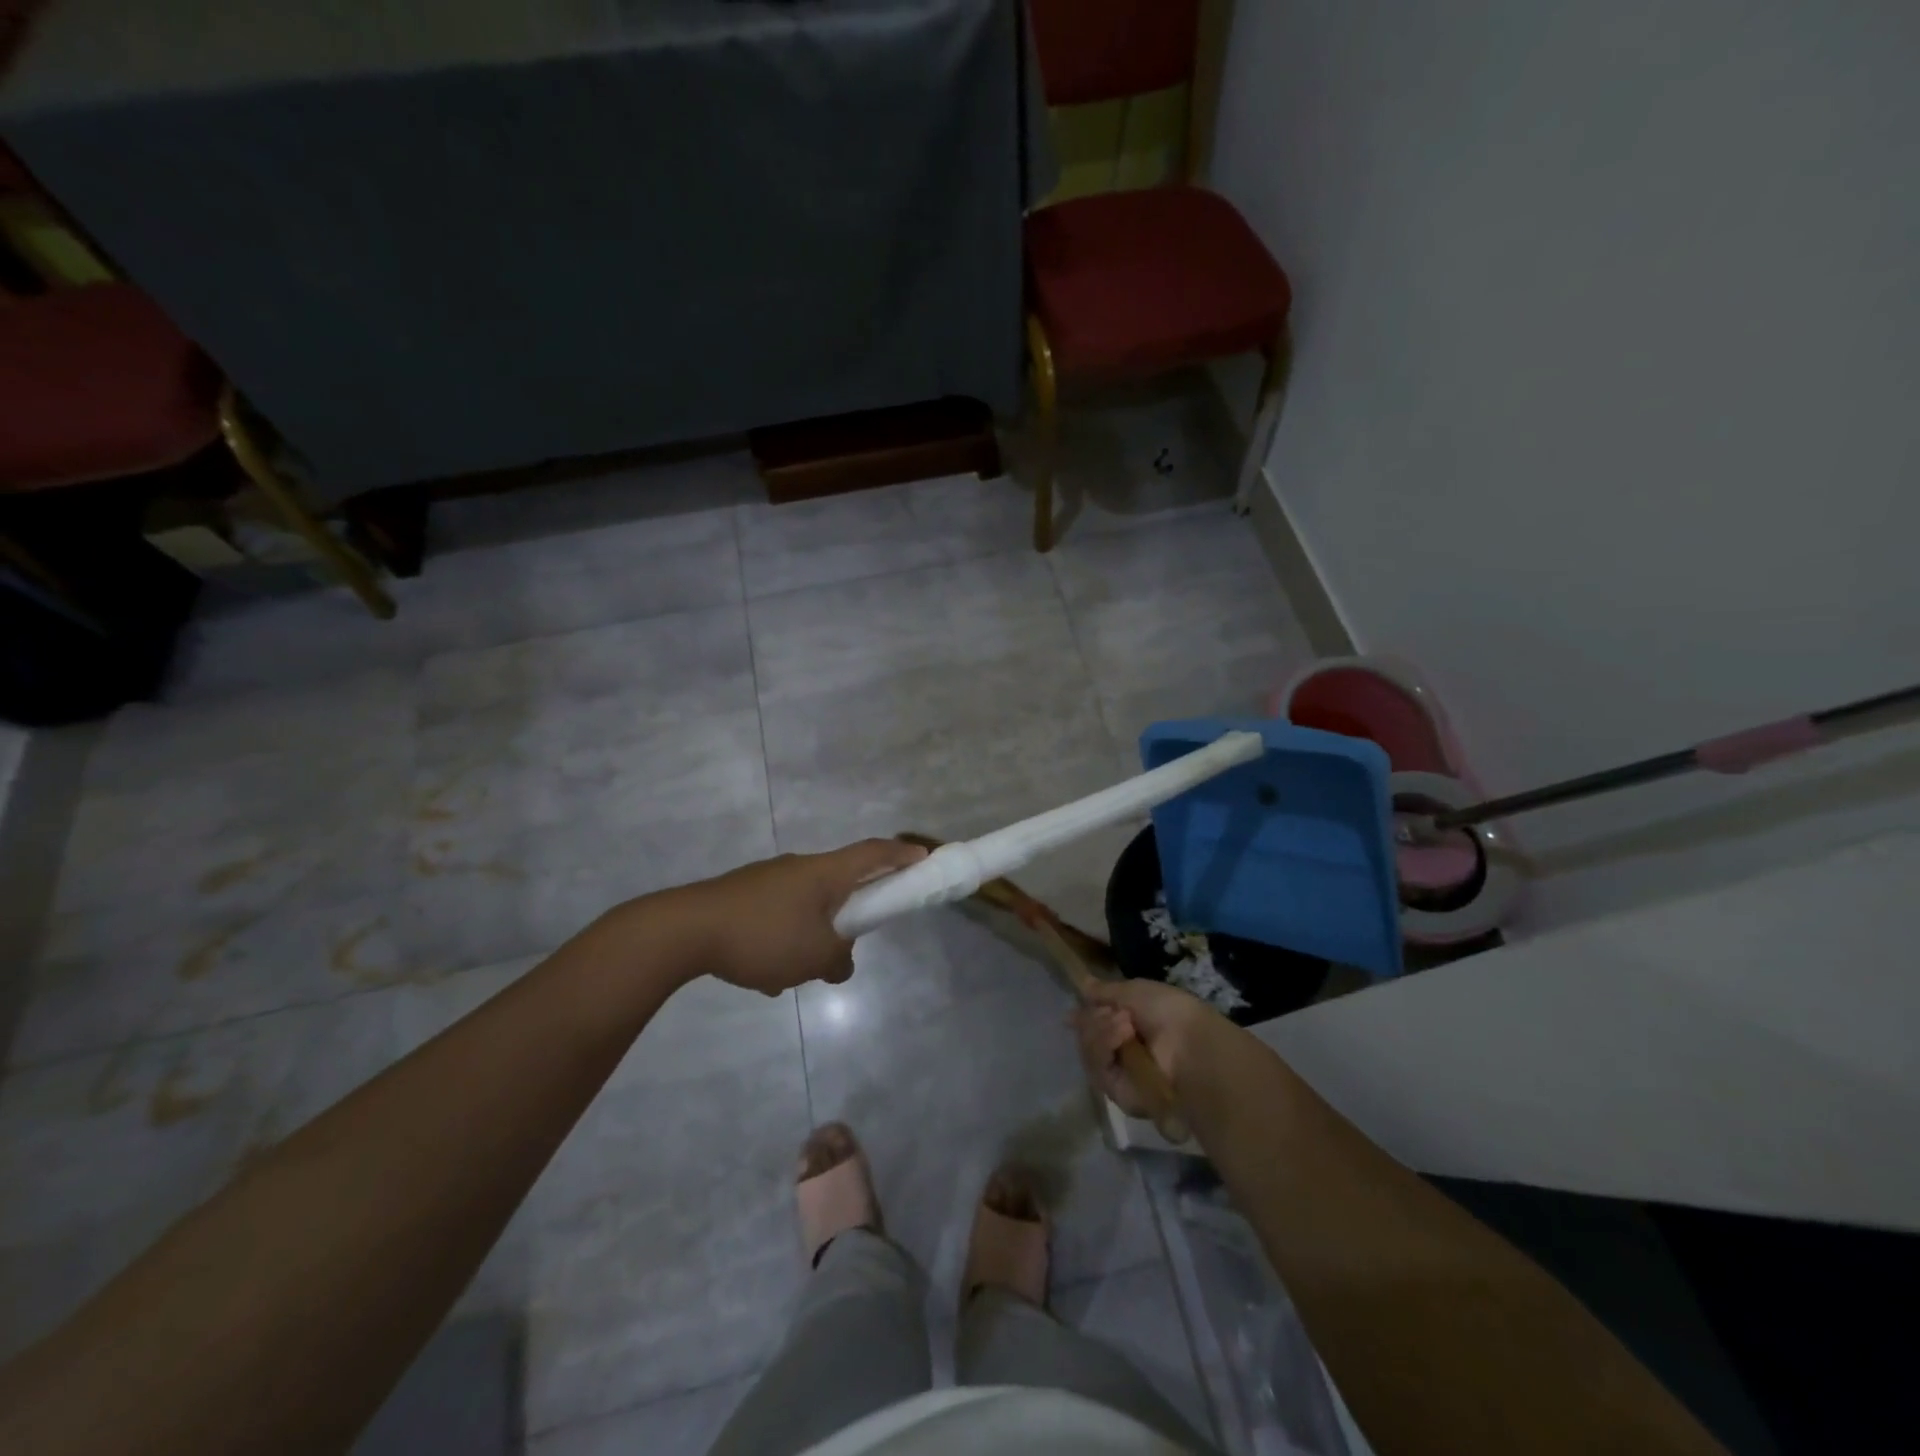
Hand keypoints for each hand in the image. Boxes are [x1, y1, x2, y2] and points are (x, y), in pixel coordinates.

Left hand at [674, 839, 927, 994]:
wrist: (683, 930)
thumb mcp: (813, 957)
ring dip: (810, 935)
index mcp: (824, 873)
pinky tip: (763, 976)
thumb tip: (841, 960)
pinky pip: (777, 915)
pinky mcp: (742, 895)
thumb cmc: (763, 936)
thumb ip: (839, 959)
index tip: (922, 857)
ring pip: (805, 905)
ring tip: (793, 974)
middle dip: (849, 912)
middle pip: (839, 882)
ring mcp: (767, 879)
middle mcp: (799, 868)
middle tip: (850, 940)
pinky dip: (782, 940)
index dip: (901, 856)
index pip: (874, 854)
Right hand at [1074, 977, 1232, 1112]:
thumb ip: (1105, 991)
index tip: (1072, 1012)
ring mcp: (1119, 1073)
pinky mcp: (1117, 1093)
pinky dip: (1104, 1047)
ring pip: (1088, 1049)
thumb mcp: (1135, 991)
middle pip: (1086, 1034)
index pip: (1095, 1022)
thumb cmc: (1169, 1012)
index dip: (1084, 1016)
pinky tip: (1122, 1036)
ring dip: (1101, 1030)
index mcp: (1129, 1026)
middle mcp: (1121, 1051)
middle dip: (1095, 1019)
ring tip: (1125, 1025)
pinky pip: (1096, 1067)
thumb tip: (1082, 984)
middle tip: (1114, 1014)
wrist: (1190, 1046)